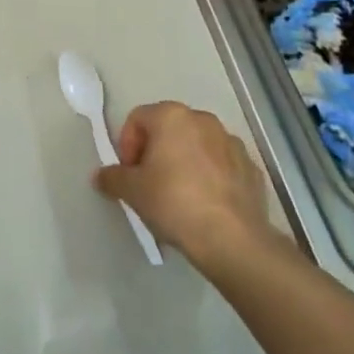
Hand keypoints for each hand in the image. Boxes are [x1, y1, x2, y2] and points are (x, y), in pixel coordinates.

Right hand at [94, 102, 275, 268]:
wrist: (231, 238)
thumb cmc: (173, 202)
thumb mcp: (132, 191)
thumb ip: (112, 177)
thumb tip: (101, 176)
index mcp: (172, 116)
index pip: (137, 118)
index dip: (127, 145)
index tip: (129, 173)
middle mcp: (204, 120)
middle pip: (169, 129)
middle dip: (155, 152)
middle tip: (149, 183)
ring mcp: (232, 143)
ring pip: (197, 145)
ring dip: (184, 162)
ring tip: (179, 195)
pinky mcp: (252, 167)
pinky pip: (222, 165)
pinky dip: (211, 177)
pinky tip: (206, 204)